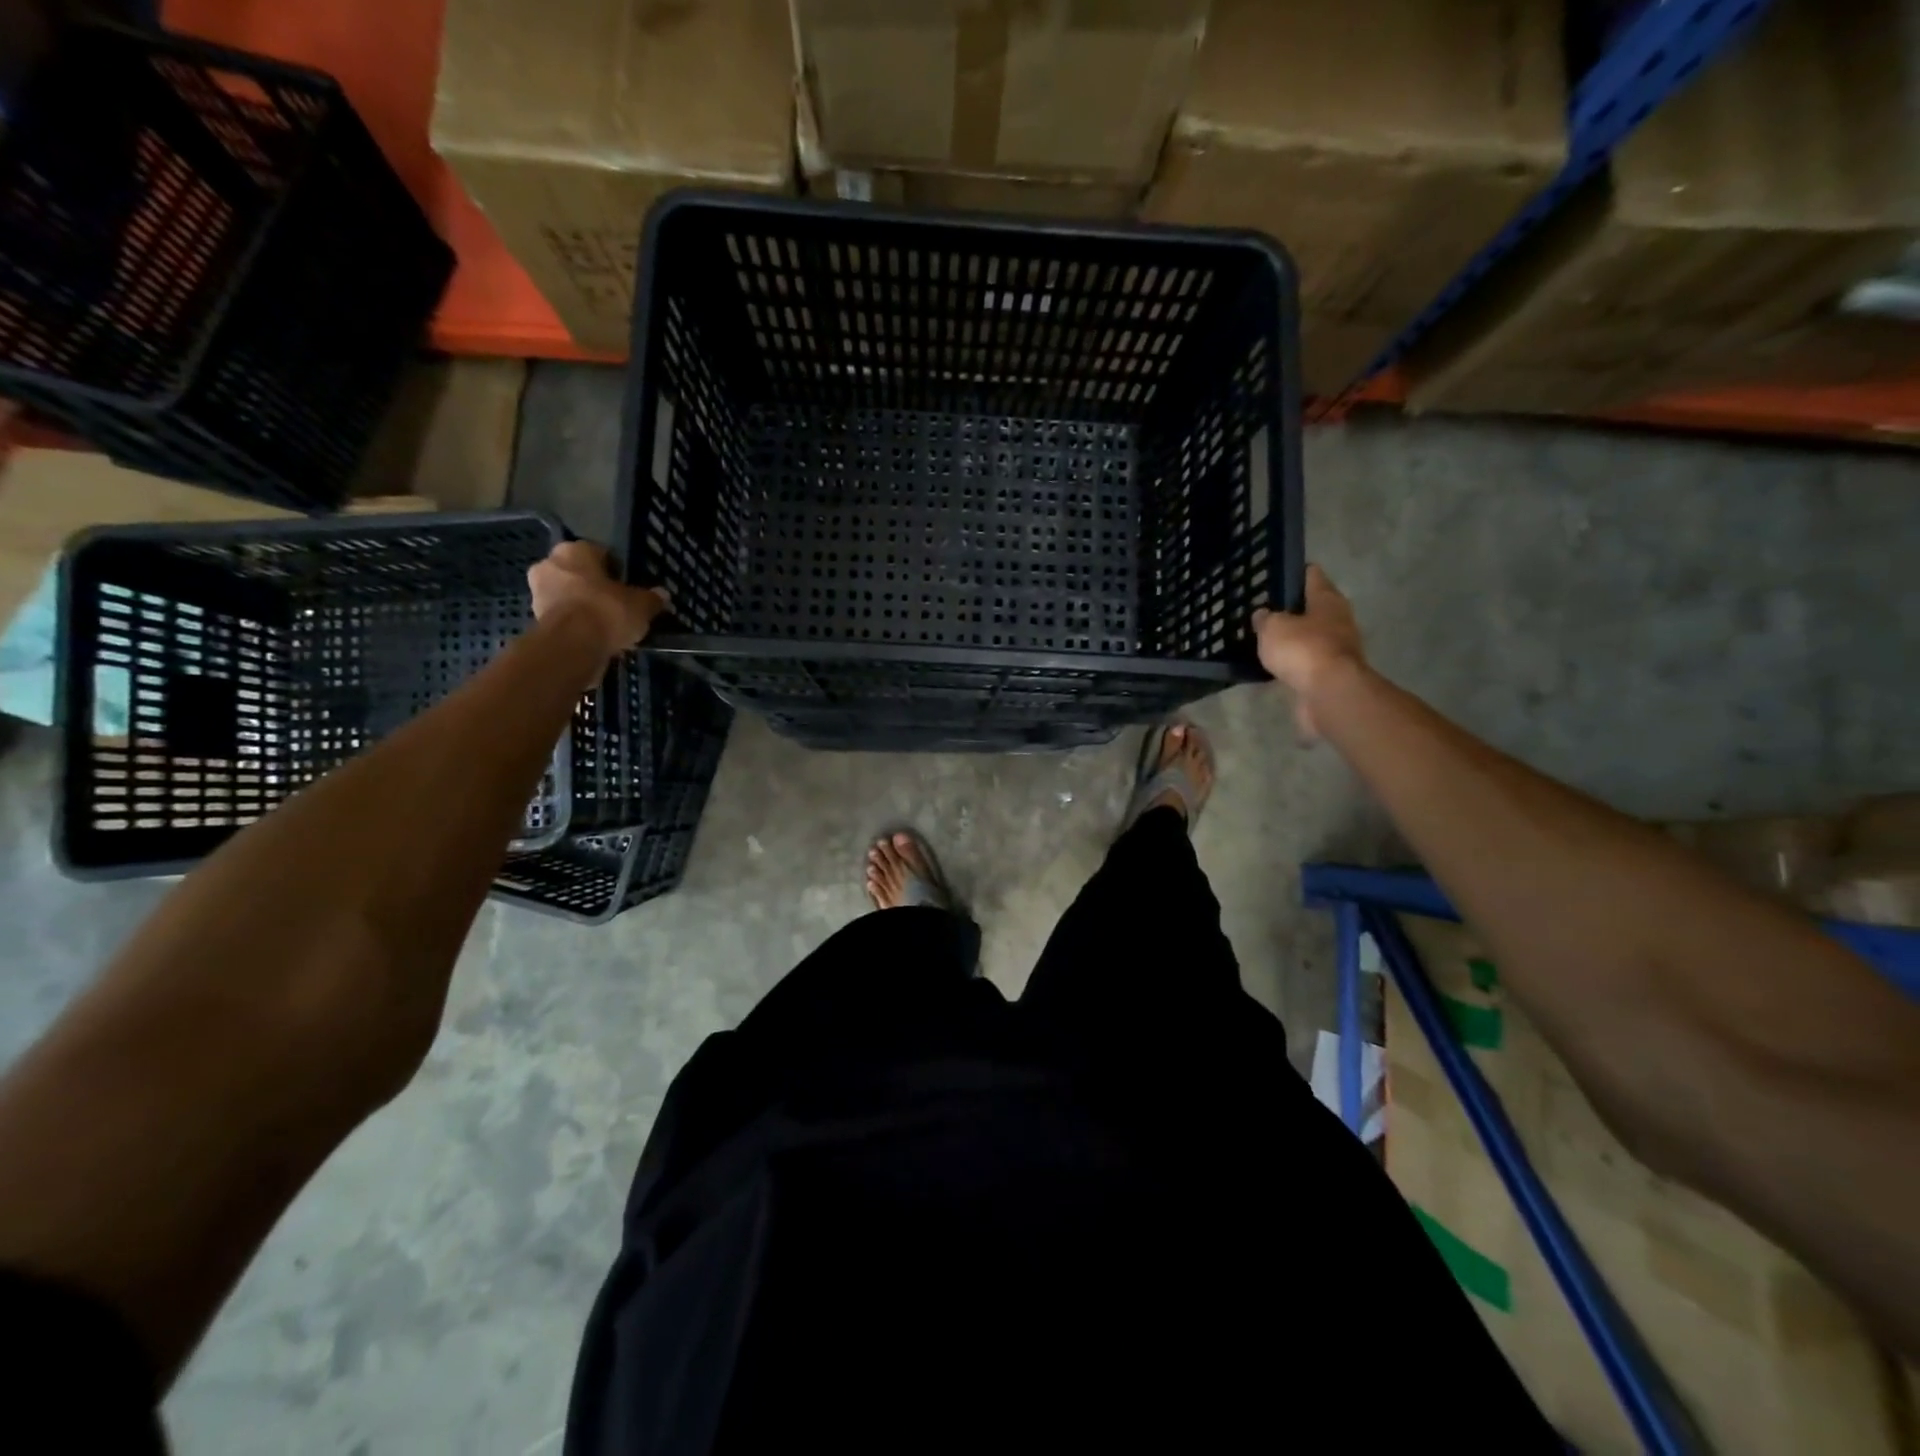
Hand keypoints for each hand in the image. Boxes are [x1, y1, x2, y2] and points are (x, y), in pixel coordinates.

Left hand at [528, 541, 669, 657]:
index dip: (617, 570)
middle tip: (618, 604)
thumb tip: (662, 595)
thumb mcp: (641, 605)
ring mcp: (538, 592)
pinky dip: (577, 624)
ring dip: (585, 606)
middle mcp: (550, 564)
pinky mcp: (536, 619)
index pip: (600, 553)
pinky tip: (596, 637)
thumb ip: (652, 598)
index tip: (629, 585)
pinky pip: (564, 617)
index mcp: (574, 550)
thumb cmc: (607, 611)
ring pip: (569, 595)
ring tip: (608, 624)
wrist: (572, 646)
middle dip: (596, 587)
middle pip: (580, 574)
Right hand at [1251, 565, 1365, 739]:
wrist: (1329, 693)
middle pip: (1313, 606)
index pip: (1312, 575)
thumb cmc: (1303, 649)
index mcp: (1327, 599)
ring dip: (1293, 637)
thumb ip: (1265, 619)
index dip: (1294, 573)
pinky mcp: (1331, 673)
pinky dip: (1294, 662)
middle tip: (1264, 611)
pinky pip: (1307, 661)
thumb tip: (1263, 615)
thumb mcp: (1273, 628)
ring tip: (1266, 639)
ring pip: (1310, 635)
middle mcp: (1338, 619)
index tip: (1275, 575)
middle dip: (1291, 609)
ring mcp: (1338, 647)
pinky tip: (1275, 665)